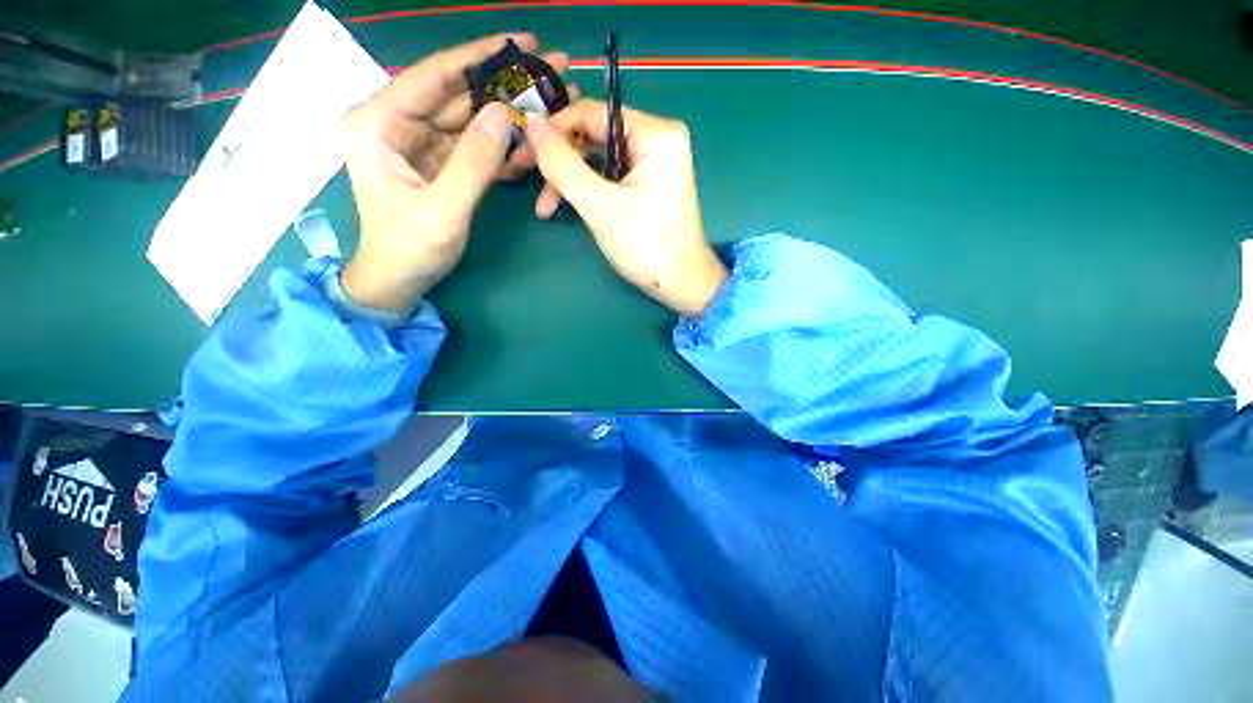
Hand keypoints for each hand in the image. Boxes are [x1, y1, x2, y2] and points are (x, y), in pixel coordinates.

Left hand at [341, 34, 572, 311]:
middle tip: (548, 72)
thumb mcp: (444, 208)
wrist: (398, 280)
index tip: (522, 41)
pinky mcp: (438, 163)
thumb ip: (473, 162)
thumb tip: (505, 114)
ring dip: (509, 118)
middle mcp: (397, 123)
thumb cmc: (410, 248)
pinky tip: (530, 146)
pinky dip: (501, 149)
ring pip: (470, 120)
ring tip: (549, 108)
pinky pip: (473, 147)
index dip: (478, 56)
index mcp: (380, 122)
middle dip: (503, 85)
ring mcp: (419, 143)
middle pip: (457, 94)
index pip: (433, 75)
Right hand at [523, 100, 726, 317]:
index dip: (553, 131)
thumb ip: (563, 164)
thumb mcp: (600, 206)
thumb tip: (531, 124)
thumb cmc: (646, 246)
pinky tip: (567, 207)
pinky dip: (588, 190)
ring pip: (598, 159)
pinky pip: (610, 176)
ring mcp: (654, 162)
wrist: (681, 284)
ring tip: (546, 209)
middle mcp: (657, 138)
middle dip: (560, 162)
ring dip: (570, 181)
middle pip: (593, 136)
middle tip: (527, 183)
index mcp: (655, 133)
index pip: (591, 114)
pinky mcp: (649, 183)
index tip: (522, 155)